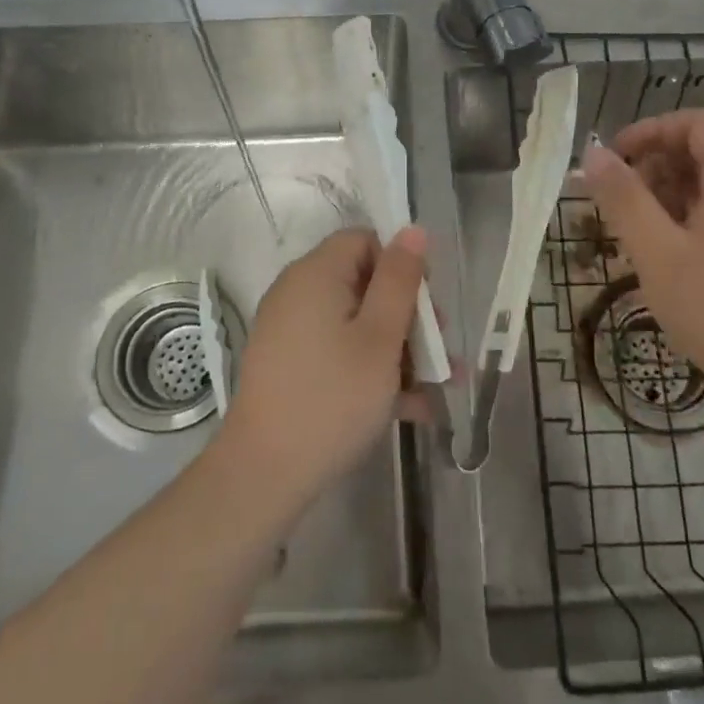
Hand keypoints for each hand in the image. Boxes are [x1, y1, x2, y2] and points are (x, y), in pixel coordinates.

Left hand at [218, 226, 435, 508]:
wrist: (264, 474)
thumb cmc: (333, 397)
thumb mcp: (380, 337)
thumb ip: (400, 279)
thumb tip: (412, 229)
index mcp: (315, 274)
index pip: (363, 241)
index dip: (400, 264)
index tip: (425, 305)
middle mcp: (297, 294)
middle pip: (363, 283)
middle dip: (407, 314)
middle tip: (439, 350)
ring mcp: (290, 332)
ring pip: (356, 324)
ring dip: (398, 349)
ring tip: (439, 385)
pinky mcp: (290, 366)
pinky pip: (338, 352)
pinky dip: (371, 369)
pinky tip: (411, 407)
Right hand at [580, 109, 703, 414]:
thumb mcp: (657, 252)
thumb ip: (623, 199)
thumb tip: (594, 154)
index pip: (699, 123)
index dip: (653, 130)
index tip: (616, 158)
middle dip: (657, 167)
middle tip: (620, 204)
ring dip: (671, 199)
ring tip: (638, 236)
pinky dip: (693, 223)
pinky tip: (672, 262)